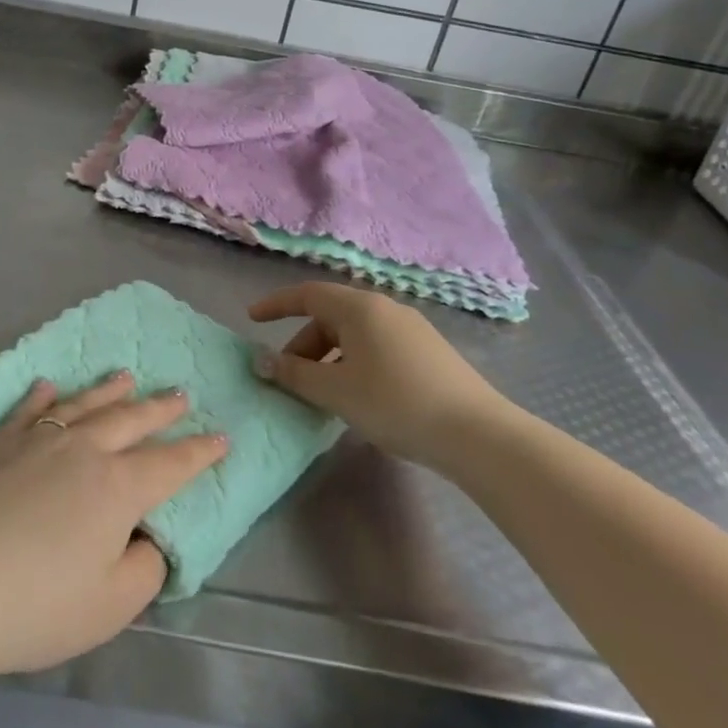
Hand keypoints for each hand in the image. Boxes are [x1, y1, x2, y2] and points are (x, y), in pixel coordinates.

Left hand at [0, 372, 226, 689]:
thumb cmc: (36, 605)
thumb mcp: (111, 605)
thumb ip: (144, 567)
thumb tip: (146, 537)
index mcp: (117, 486)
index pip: (170, 464)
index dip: (199, 453)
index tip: (222, 437)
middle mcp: (82, 449)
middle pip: (131, 420)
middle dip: (161, 408)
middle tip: (182, 393)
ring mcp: (37, 441)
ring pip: (84, 404)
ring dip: (109, 390)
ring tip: (127, 375)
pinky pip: (27, 411)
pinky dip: (41, 396)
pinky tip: (47, 385)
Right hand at [249, 282, 512, 470]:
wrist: (476, 434)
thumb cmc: (394, 403)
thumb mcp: (335, 391)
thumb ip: (294, 374)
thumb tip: (263, 361)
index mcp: (359, 307)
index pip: (307, 294)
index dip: (276, 305)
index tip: (251, 319)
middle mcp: (384, 308)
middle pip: (330, 316)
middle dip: (303, 345)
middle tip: (289, 378)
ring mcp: (411, 328)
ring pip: (354, 334)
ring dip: (329, 358)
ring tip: (322, 394)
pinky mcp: (428, 351)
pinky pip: (376, 346)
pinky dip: (354, 363)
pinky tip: (358, 396)